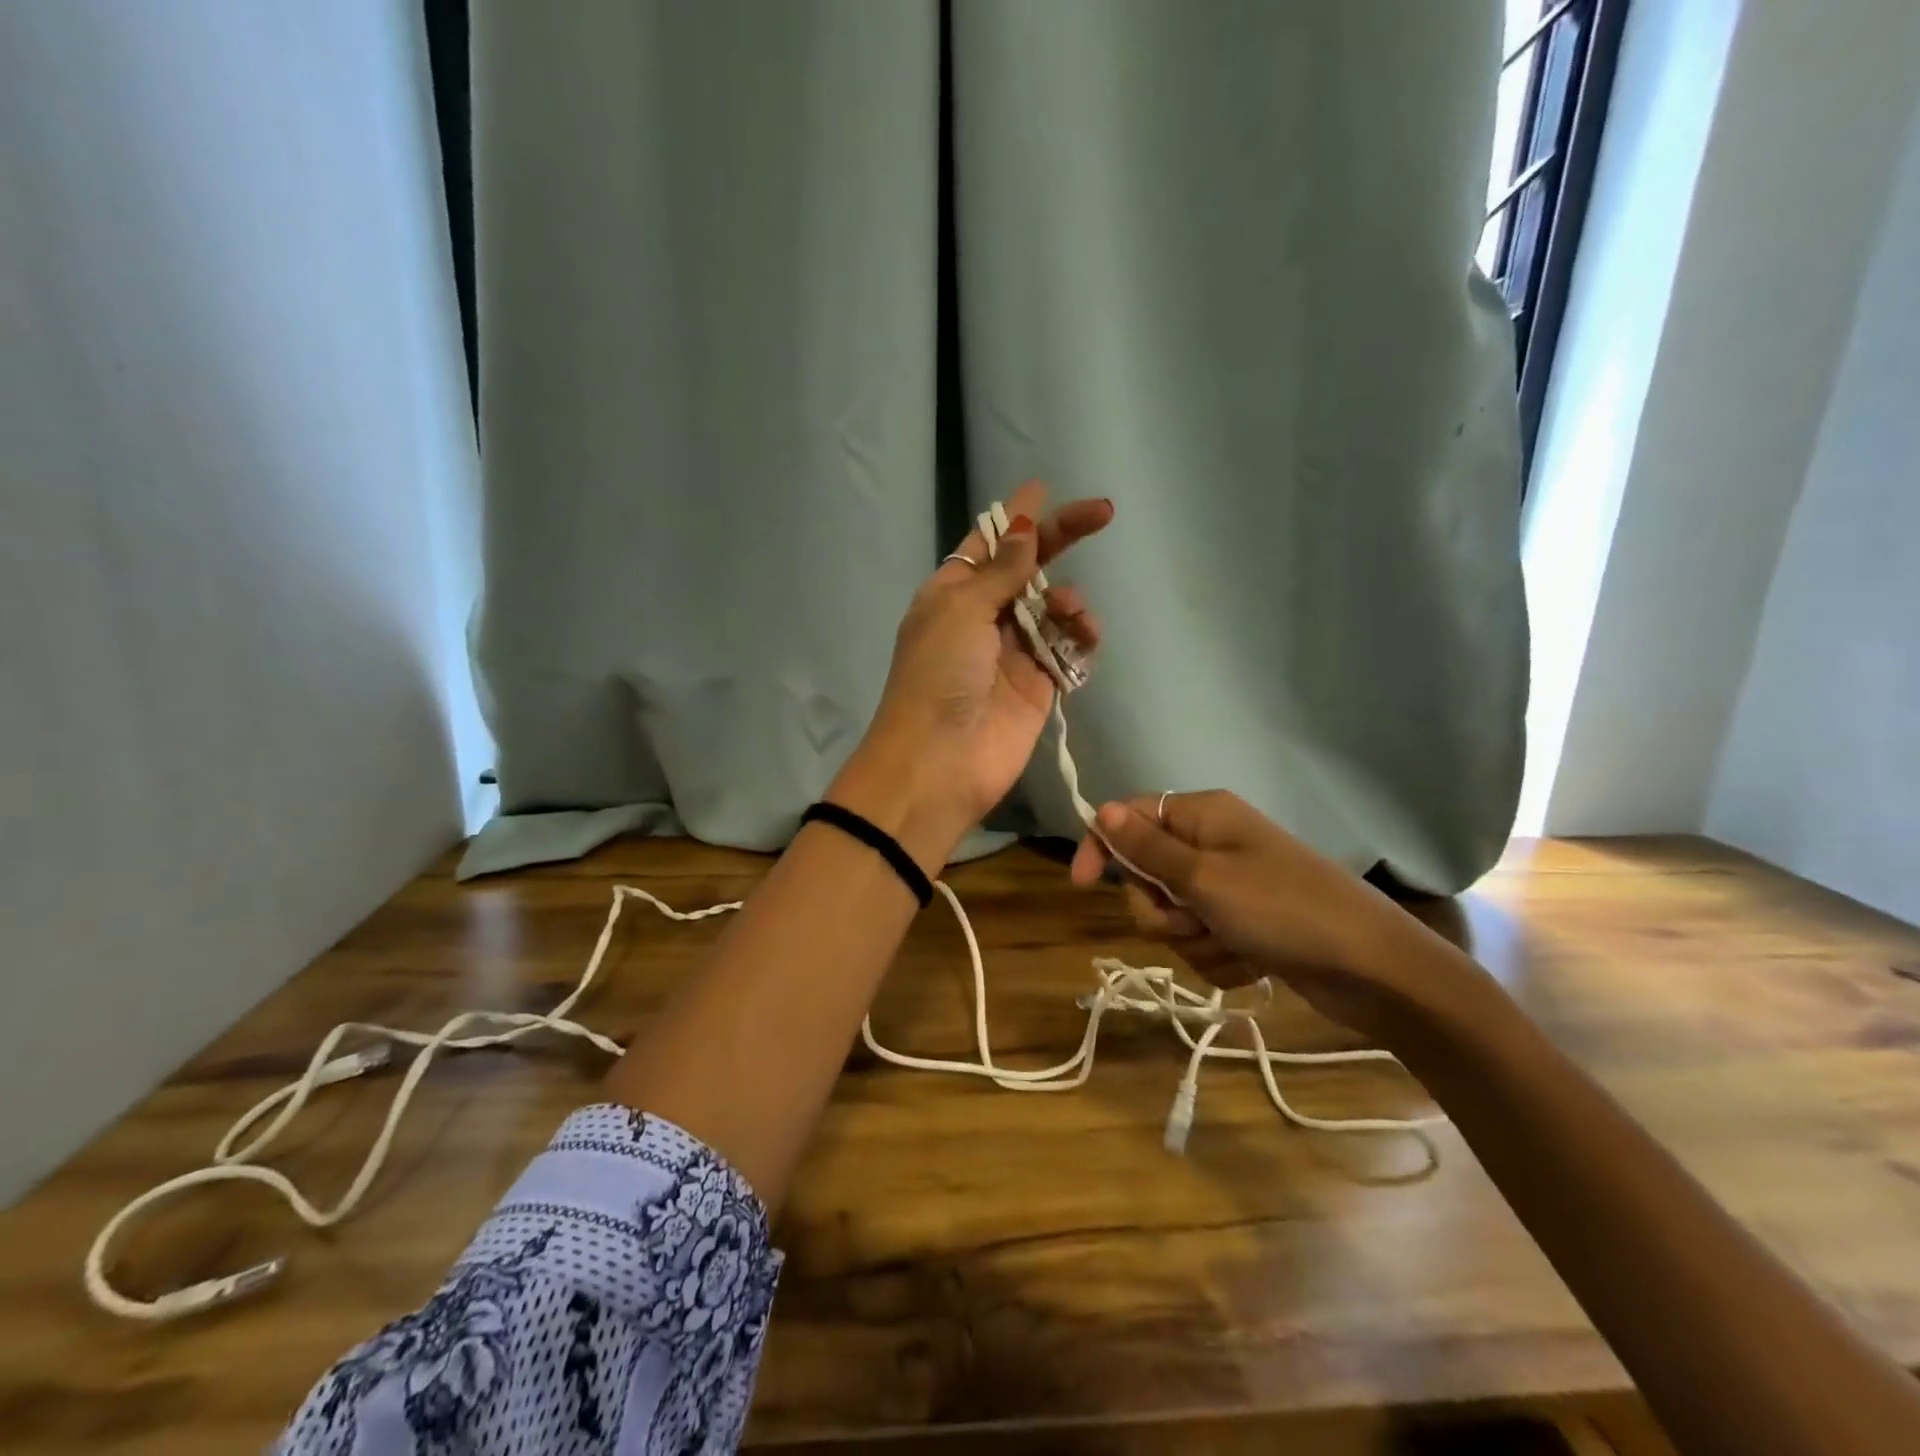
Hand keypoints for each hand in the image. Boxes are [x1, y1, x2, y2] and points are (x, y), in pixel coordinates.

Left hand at [828, 482, 1112, 871]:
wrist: (941, 761)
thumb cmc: (939, 675)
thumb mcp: (961, 609)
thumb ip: (1001, 570)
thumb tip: (1023, 527)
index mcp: (951, 593)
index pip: (987, 544)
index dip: (1014, 517)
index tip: (1042, 487)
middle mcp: (982, 618)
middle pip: (1028, 569)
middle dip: (1060, 540)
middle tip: (1103, 513)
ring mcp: (1013, 653)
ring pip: (1053, 609)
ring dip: (1069, 600)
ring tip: (1072, 612)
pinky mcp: (1039, 686)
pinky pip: (1068, 650)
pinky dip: (1081, 638)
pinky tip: (1084, 635)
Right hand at [1068, 790, 1474, 1042]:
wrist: (1372, 969)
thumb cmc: (1283, 910)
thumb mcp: (1205, 878)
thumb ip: (1147, 847)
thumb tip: (1100, 808)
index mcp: (1202, 816)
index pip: (1129, 818)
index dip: (1102, 847)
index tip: (1081, 883)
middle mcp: (1212, 844)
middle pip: (1146, 875)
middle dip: (1160, 909)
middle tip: (1193, 919)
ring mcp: (1230, 887)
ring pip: (1172, 916)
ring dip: (1193, 940)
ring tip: (1234, 945)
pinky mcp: (1244, 925)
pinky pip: (1203, 941)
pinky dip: (1219, 958)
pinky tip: (1253, 963)